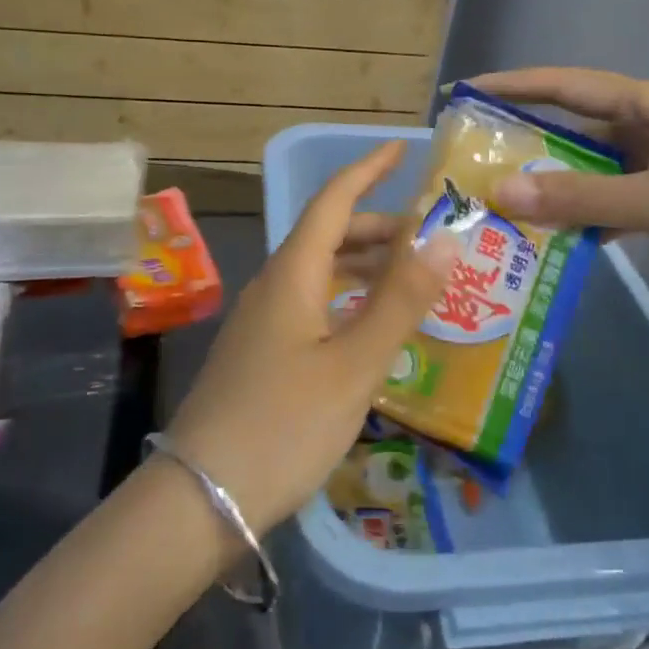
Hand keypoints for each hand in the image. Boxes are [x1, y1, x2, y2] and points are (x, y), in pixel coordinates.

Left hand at [164, 141, 456, 535]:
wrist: (202, 497)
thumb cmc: (284, 424)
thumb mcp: (354, 365)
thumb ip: (401, 301)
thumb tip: (446, 239)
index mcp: (293, 274)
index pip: (333, 201)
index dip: (367, 170)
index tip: (401, 150)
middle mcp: (274, 286)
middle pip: (328, 236)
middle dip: (377, 227)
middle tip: (429, 238)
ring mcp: (263, 322)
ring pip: (320, 273)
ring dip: (365, 266)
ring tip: (412, 280)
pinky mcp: (262, 354)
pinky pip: (312, 305)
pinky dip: (348, 300)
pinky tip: (371, 328)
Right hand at [472, 68, 648, 288]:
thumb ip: (578, 199)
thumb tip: (499, 194)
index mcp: (644, 104)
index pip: (560, 86)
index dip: (508, 87)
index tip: (459, 94)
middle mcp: (648, 124)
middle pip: (570, 128)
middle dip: (522, 145)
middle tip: (470, 165)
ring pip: (592, 170)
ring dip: (554, 188)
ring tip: (501, 209)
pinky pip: (617, 200)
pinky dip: (589, 217)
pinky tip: (560, 243)